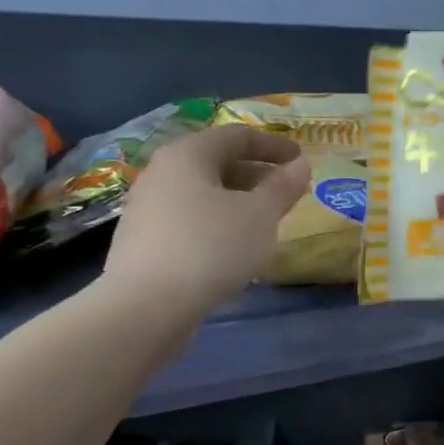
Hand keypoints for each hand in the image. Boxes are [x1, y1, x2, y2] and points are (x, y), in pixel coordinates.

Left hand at [102, 125, 308, 316]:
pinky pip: (188, 218)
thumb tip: (300, 164)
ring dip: (236, 200)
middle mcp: (161, 172)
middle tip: (286, 192)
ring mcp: (146, 207)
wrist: (144, 309)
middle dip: (255, 174)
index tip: (301, 159)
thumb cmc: (210, 248)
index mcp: (188, 154)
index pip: (237, 136)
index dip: (274, 145)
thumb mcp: (259, 215)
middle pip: (216, 162)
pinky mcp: (142, 240)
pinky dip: (216, 221)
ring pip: (202, 192)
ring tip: (264, 222)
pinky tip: (232, 247)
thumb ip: (282, 186)